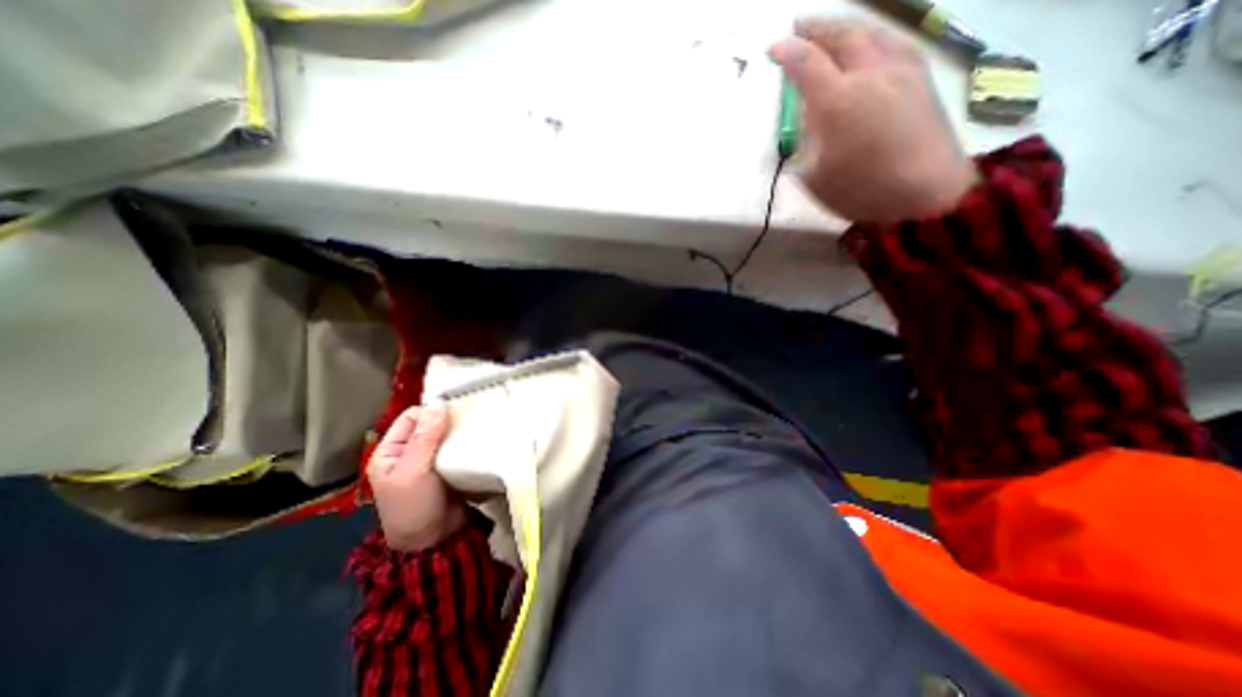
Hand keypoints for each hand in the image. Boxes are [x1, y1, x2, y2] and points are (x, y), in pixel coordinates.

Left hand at [367, 405, 470, 553]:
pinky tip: (482, 438)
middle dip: (449, 418)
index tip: (453, 414)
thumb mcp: (412, 473)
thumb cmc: (414, 508)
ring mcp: (433, 459)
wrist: (437, 541)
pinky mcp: (453, 465)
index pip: (411, 417)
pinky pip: (461, 445)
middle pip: (432, 422)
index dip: (431, 412)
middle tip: (471, 416)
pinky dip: (470, 440)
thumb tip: (439, 404)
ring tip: (480, 425)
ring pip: (448, 433)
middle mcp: (411, 451)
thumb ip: (424, 439)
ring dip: (462, 429)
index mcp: (391, 451)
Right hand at [768, 20, 980, 220]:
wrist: (926, 193)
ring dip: (844, 26)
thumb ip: (806, 144)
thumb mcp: (816, 177)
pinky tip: (868, 42)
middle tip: (798, 28)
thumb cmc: (863, 191)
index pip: (807, 64)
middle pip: (841, 36)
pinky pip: (892, 41)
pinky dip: (872, 35)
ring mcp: (899, 70)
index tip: (773, 50)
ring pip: (870, 32)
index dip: (787, 53)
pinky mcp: (920, 76)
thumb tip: (808, 122)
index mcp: (838, 102)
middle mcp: (869, 74)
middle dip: (816, 28)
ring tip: (829, 30)